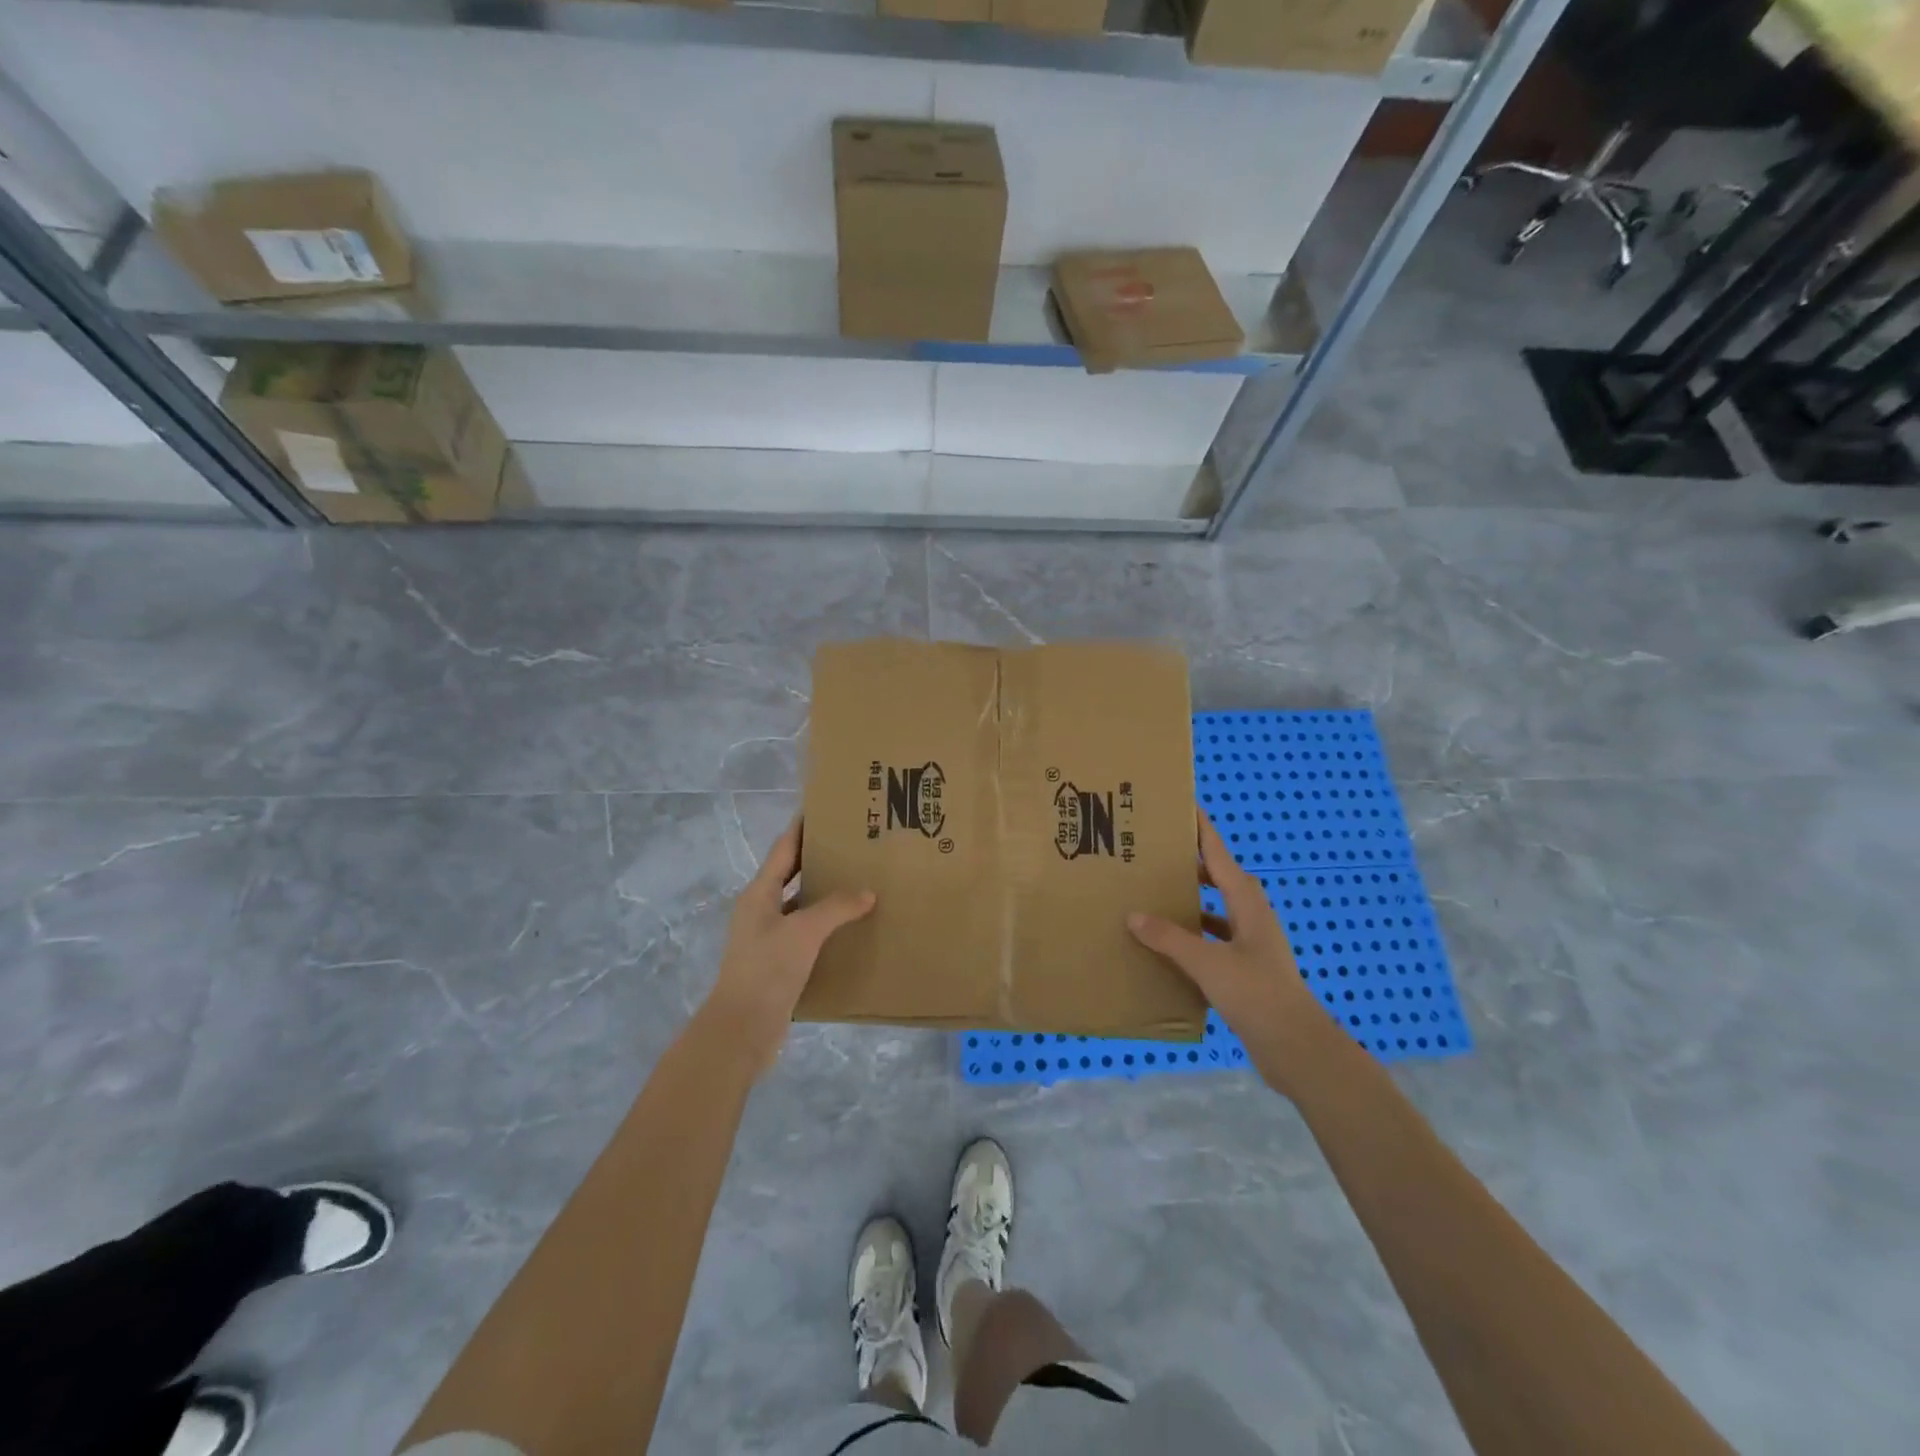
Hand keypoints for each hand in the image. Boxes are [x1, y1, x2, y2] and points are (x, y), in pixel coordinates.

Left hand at [703, 819, 874, 1073]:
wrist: (741, 1029)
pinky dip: (825, 924)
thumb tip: (868, 892)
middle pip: (790, 874)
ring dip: (822, 892)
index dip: (801, 827)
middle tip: (850, 844)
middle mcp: (760, 910)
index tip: (824, 809)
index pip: (783, 849)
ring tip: (856, 880)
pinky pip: (805, 932)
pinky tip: (849, 926)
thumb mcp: (804, 932)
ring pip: (799, 904)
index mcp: (759, 893)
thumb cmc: (767, 970)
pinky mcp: (777, 962)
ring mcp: (767, 937)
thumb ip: (836, 907)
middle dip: (816, 858)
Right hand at [1127, 812, 1325, 1058]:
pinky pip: (1214, 939)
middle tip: (1159, 853)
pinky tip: (1169, 946)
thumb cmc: (1256, 994)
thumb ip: (1170, 939)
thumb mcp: (1208, 963)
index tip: (1186, 806)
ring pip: (1217, 910)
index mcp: (1247, 905)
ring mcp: (1251, 944)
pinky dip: (1194, 935)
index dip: (1203, 831)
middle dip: (1193, 863)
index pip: (1220, 856)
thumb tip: (1134, 915)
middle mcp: (1251, 917)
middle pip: (1221, 878)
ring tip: (1158, 894)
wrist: (1296, 1047)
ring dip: (1193, 900)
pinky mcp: (1246, 969)